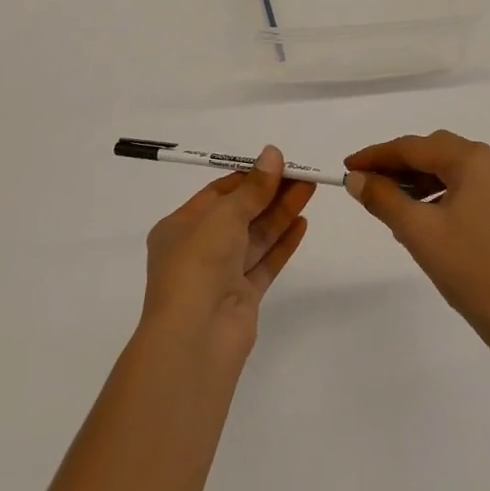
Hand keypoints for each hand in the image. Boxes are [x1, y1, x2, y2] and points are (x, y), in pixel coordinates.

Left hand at [143, 146, 312, 351]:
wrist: (195, 337)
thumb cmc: (198, 264)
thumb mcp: (223, 215)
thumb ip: (253, 188)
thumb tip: (273, 153)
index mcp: (179, 227)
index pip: (217, 194)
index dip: (248, 177)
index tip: (277, 163)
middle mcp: (198, 249)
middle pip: (240, 214)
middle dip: (270, 193)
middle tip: (302, 174)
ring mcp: (221, 274)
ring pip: (256, 237)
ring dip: (281, 213)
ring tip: (310, 189)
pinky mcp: (243, 296)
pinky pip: (265, 262)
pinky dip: (283, 243)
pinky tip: (303, 223)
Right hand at [345, 131, 489, 344]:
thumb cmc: (468, 268)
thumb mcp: (417, 230)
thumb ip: (382, 197)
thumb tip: (356, 179)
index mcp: (473, 160)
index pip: (414, 147)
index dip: (376, 156)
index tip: (346, 167)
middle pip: (433, 153)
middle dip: (396, 166)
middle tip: (363, 183)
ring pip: (448, 170)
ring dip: (415, 181)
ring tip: (386, 202)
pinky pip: (463, 188)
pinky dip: (436, 195)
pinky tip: (417, 217)